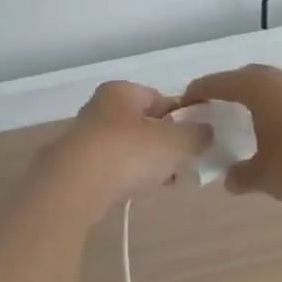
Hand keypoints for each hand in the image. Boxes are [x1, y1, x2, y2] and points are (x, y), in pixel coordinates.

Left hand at [36, 81, 212, 222]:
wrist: (74, 186)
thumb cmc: (127, 152)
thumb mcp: (175, 141)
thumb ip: (196, 134)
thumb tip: (206, 131)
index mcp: (121, 91)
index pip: (160, 98)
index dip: (183, 116)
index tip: (198, 138)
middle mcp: (101, 107)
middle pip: (143, 123)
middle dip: (165, 141)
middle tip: (185, 161)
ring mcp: (86, 137)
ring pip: (128, 146)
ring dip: (147, 161)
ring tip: (167, 180)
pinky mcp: (77, 166)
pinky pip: (113, 167)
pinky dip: (128, 176)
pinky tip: (139, 190)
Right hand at [182, 63, 281, 208]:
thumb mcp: (262, 175)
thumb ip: (242, 175)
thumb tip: (231, 180)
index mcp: (255, 88)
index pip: (218, 83)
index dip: (199, 91)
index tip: (187, 101)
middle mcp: (278, 81)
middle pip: (247, 77)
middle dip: (230, 88)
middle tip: (218, 105)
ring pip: (273, 86)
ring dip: (258, 97)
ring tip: (249, 117)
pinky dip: (279, 108)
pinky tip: (279, 128)